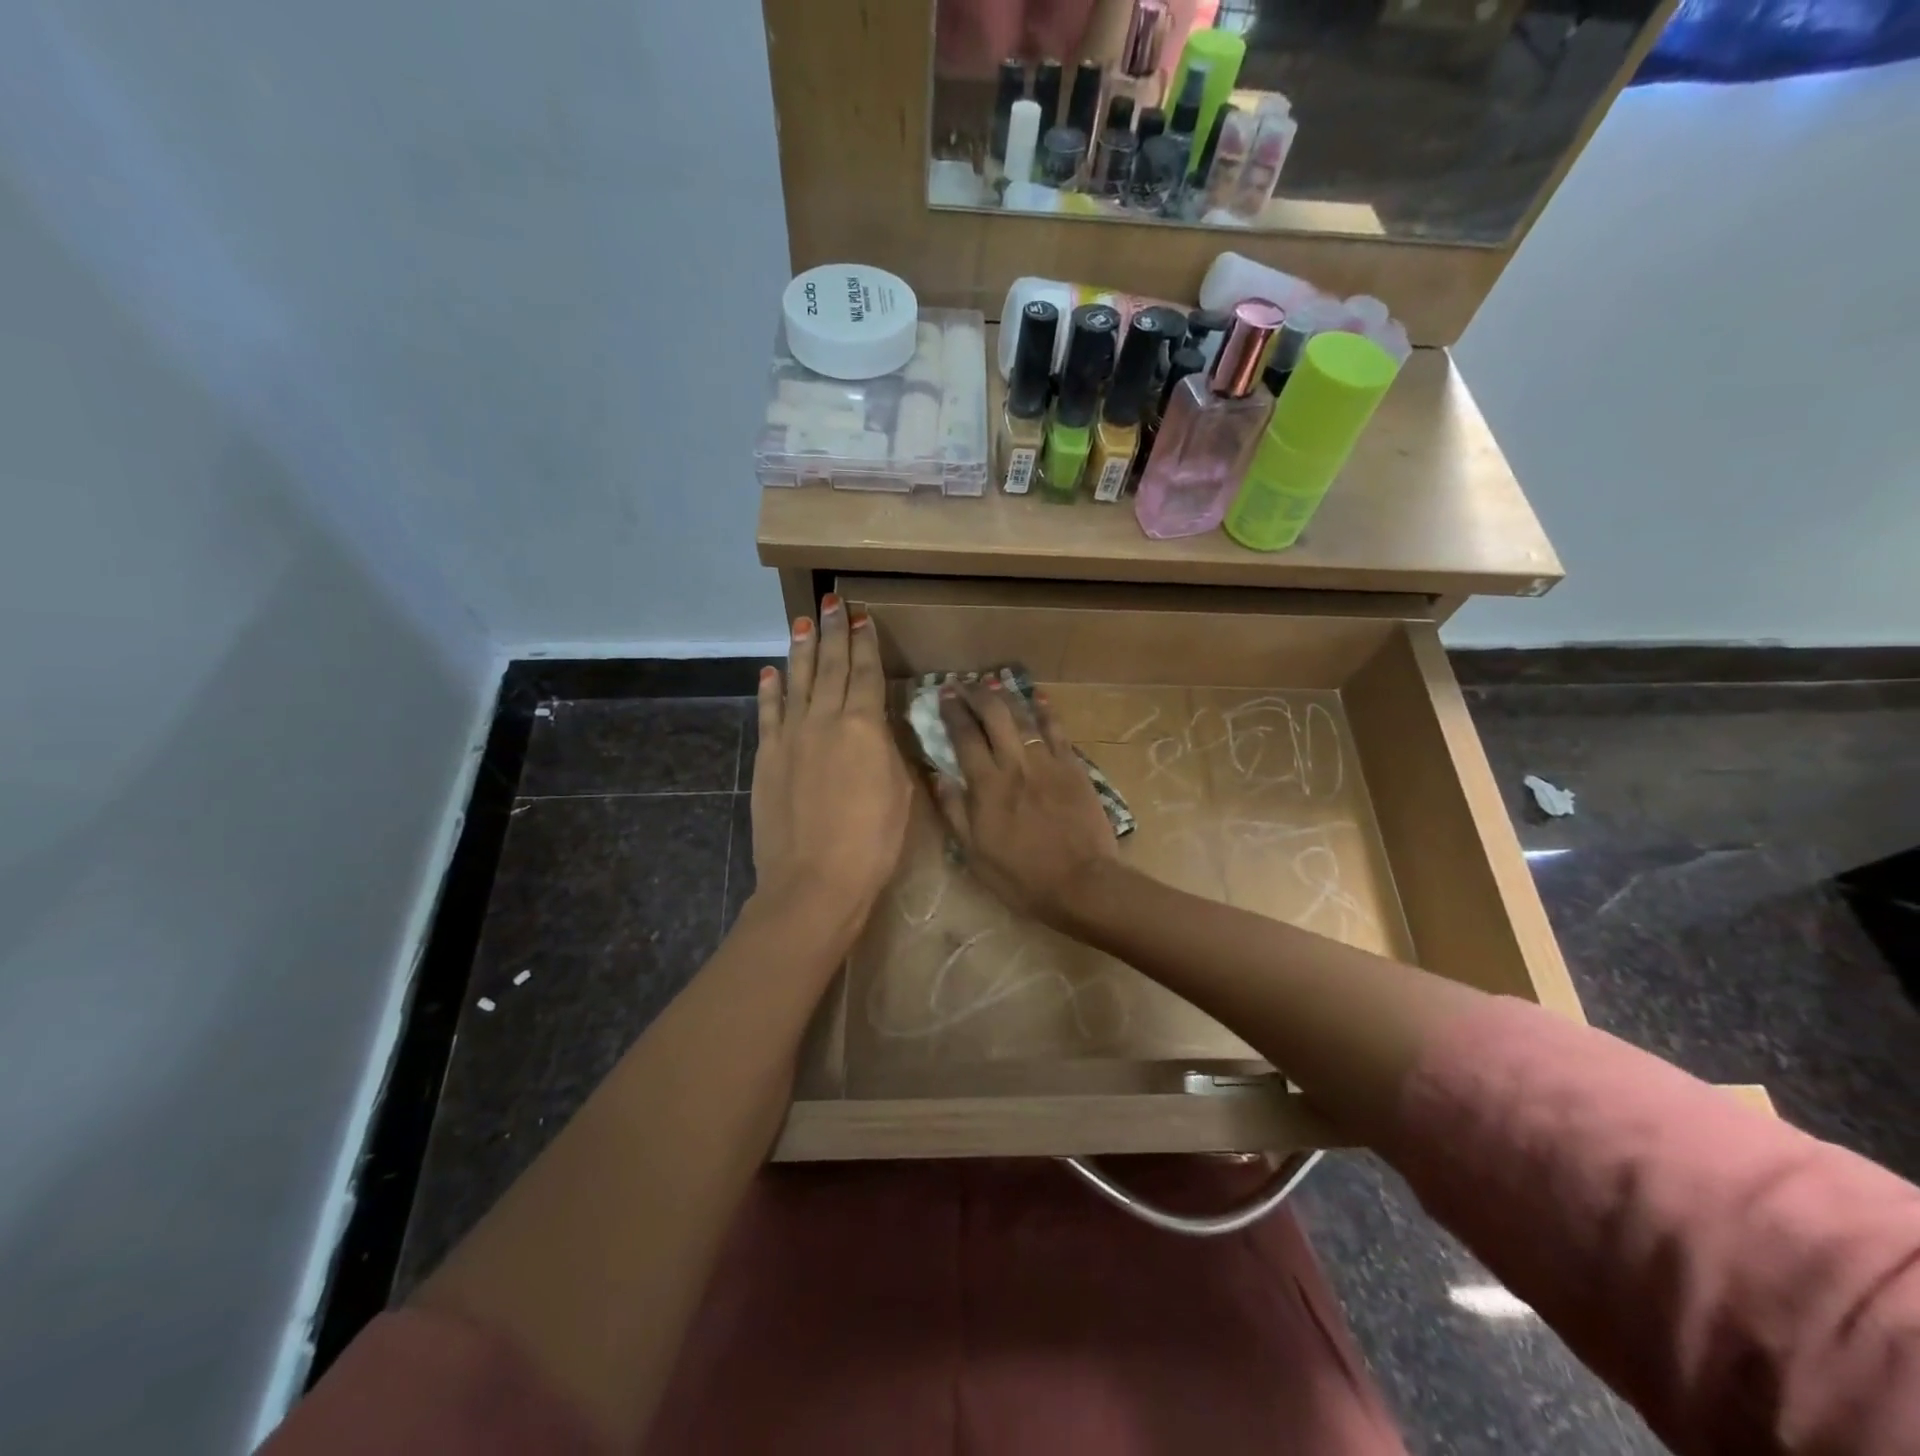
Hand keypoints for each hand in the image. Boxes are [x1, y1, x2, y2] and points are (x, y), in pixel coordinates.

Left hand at [750, 594, 912, 926]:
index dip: (865, 643)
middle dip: (833, 632)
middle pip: (831, 667)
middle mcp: (825, 720)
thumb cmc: (872, 842)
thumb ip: (888, 750)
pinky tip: (770, 671)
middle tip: (832, 601)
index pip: (866, 673)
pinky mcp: (767, 757)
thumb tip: (877, 725)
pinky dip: (770, 690)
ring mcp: (791, 736)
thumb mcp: (900, 791)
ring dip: (802, 650)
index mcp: (865, 726)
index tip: (861, 617)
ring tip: (803, 621)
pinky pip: (769, 713)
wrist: (814, 881)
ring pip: (798, 681)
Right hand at [934, 677, 1117, 929]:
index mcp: (987, 786)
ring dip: (1006, 696)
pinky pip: (1058, 731)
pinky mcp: (1074, 767)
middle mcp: (1015, 764)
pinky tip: (1038, 698)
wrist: (1082, 884)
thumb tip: (936, 775)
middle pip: (994, 716)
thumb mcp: (974, 853)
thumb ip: (954, 810)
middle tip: (964, 685)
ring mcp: (1048, 763)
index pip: (964, 736)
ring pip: (1024, 717)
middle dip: (976, 694)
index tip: (943, 695)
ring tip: (993, 684)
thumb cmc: (1021, 877)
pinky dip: (1046, 711)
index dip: (952, 712)